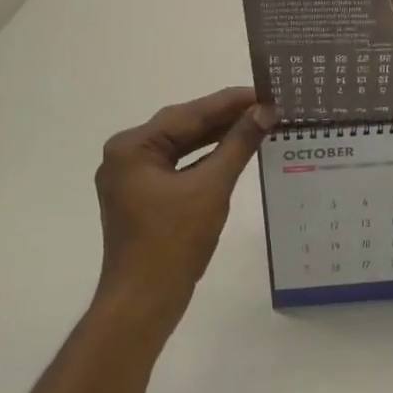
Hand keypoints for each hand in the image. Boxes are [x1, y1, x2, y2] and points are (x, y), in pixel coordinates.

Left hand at [94, 87, 275, 334]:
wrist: (143, 302)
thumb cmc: (173, 242)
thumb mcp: (211, 188)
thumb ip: (238, 145)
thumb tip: (265, 112)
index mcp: (132, 147)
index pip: (189, 114)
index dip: (229, 102)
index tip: (264, 90)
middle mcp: (126, 155)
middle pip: (183, 127)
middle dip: (224, 117)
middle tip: (266, 105)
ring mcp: (132, 178)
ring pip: (181, 147)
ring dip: (217, 137)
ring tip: (257, 123)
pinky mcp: (142, 197)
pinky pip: (178, 167)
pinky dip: (205, 160)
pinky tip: (234, 152)